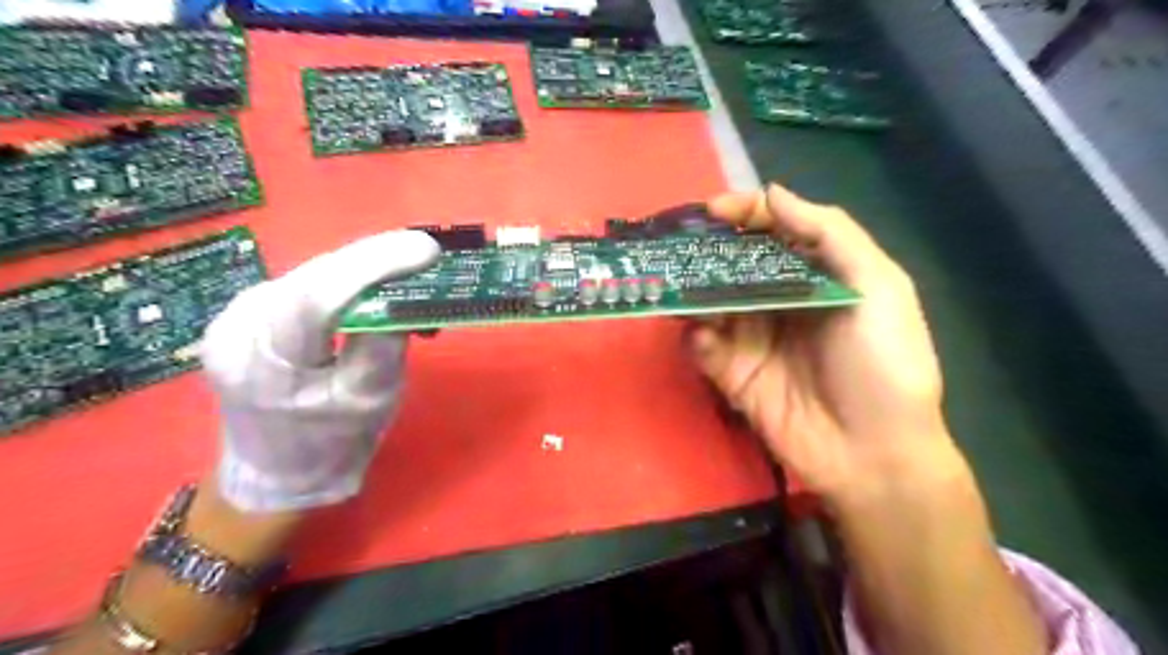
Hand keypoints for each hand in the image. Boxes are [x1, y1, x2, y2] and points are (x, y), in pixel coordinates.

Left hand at [197, 231, 441, 511]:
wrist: (276, 474)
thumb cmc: (330, 446)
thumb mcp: (372, 399)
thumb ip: (385, 344)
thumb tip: (402, 294)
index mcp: (264, 360)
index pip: (320, 295)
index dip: (375, 265)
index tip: (426, 250)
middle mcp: (238, 326)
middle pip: (315, 276)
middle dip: (374, 259)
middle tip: (424, 252)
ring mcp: (235, 316)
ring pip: (311, 274)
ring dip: (361, 268)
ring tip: (404, 266)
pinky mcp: (247, 315)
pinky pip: (304, 285)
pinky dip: (344, 281)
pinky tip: (369, 286)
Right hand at [691, 185, 958, 506]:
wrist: (875, 455)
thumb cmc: (885, 365)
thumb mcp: (879, 288)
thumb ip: (831, 234)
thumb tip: (773, 192)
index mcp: (817, 276)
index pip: (774, 233)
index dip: (746, 214)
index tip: (714, 210)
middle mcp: (781, 301)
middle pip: (736, 264)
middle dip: (707, 250)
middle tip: (678, 244)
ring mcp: (753, 338)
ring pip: (711, 302)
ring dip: (693, 292)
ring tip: (676, 285)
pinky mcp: (734, 374)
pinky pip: (704, 347)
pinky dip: (697, 338)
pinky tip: (704, 338)